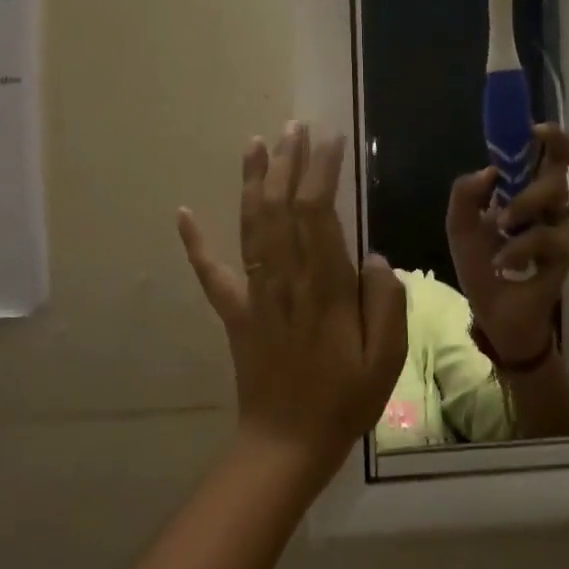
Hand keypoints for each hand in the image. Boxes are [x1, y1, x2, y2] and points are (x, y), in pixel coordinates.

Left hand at [178, 123, 408, 485]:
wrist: (287, 442)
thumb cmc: (345, 400)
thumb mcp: (386, 358)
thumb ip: (386, 302)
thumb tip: (374, 257)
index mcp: (324, 289)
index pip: (318, 214)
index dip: (321, 172)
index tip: (330, 139)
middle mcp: (285, 281)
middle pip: (281, 209)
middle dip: (288, 163)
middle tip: (295, 126)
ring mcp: (254, 295)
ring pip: (250, 227)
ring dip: (252, 182)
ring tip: (256, 143)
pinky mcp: (234, 313)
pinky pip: (211, 273)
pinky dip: (195, 242)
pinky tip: (183, 212)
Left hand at [447, 124, 568, 365]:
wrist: (496, 316)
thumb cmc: (482, 270)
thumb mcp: (462, 230)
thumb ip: (465, 196)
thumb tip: (489, 170)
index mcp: (527, 194)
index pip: (549, 156)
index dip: (550, 138)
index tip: (536, 130)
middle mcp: (553, 206)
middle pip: (560, 173)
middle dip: (530, 186)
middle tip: (505, 211)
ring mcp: (567, 228)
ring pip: (557, 200)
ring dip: (523, 210)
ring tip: (500, 230)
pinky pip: (552, 237)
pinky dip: (523, 247)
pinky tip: (504, 262)